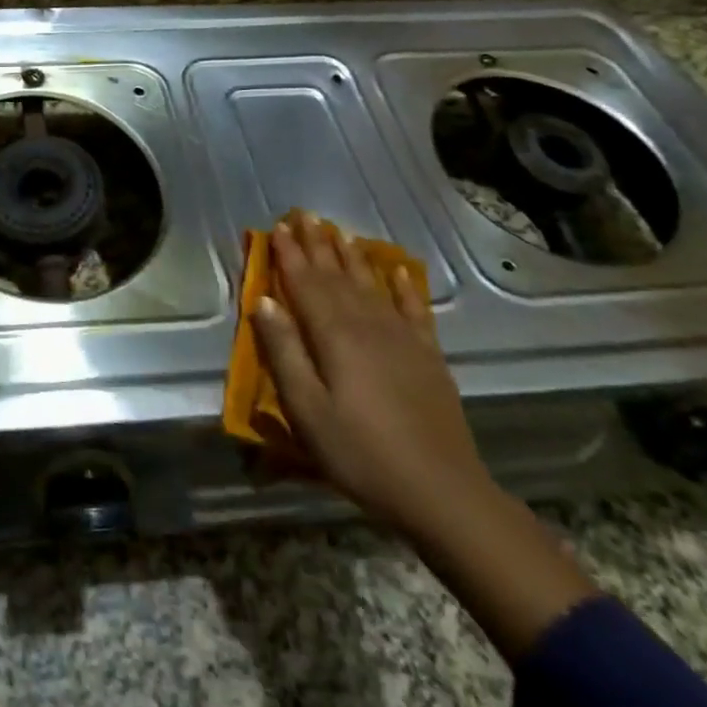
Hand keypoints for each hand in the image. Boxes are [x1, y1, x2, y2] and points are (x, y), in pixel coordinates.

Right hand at [251, 211, 486, 535]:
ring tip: (338, 230)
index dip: (289, 254)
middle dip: (317, 245)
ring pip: (371, 284)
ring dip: (352, 256)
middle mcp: (368, 325)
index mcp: (334, 336)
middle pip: (337, 276)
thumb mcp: (306, 409)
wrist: (442, 492)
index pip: (305, 283)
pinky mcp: (428, 357)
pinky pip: (414, 309)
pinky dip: (404, 287)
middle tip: (304, 215)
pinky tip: (399, 270)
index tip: (277, 227)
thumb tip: (263, 301)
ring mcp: (403, 338)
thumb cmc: (360, 453)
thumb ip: (284, 351)